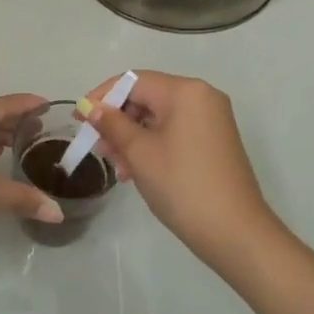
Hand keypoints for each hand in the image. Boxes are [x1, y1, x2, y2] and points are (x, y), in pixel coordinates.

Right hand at [80, 71, 281, 267]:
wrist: (234, 232)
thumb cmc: (182, 185)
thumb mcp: (139, 152)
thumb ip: (112, 124)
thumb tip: (92, 107)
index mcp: (185, 91)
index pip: (133, 81)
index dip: (102, 97)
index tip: (78, 119)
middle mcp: (202, 97)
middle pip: (146, 98)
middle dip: (117, 121)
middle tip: (96, 147)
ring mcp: (211, 120)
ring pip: (158, 118)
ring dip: (131, 137)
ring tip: (116, 166)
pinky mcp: (214, 142)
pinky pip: (174, 132)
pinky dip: (151, 146)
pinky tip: (135, 171)